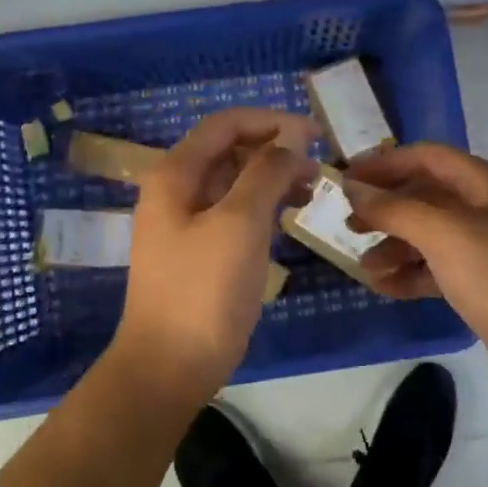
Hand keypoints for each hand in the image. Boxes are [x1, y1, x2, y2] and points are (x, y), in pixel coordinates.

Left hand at [113, 109, 318, 395]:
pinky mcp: (199, 251)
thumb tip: (291, 141)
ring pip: (234, 182)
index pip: (225, 124)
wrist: (169, 365)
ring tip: (312, 190)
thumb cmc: (203, 289)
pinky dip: (263, 206)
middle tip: (318, 167)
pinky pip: (234, 212)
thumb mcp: (240, 223)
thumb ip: (266, 173)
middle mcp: (176, 190)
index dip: (271, 121)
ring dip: (272, 178)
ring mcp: (186, 222)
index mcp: (175, 174)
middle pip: (229, 150)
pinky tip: (289, 216)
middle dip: (274, 150)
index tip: (316, 134)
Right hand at [345, 144, 487, 419]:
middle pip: (427, 196)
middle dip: (386, 208)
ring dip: (394, 246)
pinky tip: (384, 288)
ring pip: (430, 236)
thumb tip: (353, 188)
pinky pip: (438, 270)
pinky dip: (411, 275)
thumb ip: (395, 209)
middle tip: (347, 224)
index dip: (386, 163)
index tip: (346, 178)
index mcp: (487, 185)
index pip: (429, 157)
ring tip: (362, 266)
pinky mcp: (485, 287)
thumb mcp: (445, 235)